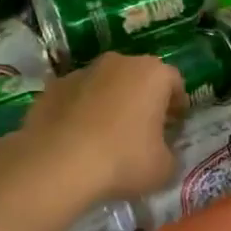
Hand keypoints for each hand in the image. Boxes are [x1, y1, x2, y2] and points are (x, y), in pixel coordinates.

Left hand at [16, 52, 181, 204]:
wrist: (57, 165)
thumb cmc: (123, 161)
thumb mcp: (164, 168)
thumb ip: (170, 153)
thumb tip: (162, 152)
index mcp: (152, 74)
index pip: (175, 82)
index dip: (177, 105)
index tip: (174, 126)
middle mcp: (118, 62)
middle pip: (138, 77)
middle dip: (143, 100)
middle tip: (143, 130)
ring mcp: (81, 72)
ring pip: (105, 85)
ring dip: (110, 103)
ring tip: (107, 136)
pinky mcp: (52, 87)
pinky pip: (77, 97)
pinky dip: (81, 112)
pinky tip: (78, 139)